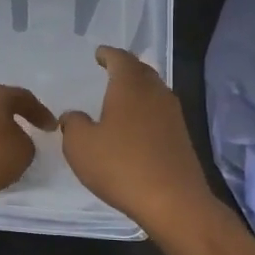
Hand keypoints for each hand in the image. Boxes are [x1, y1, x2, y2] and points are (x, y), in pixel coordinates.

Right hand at [59, 46, 213, 233]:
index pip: (120, 59)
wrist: (173, 200)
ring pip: (154, 91)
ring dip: (138, 90)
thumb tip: (73, 116)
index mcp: (130, 86)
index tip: (99, 54)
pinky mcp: (182, 137)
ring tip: (121, 97)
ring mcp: (173, 115)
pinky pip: (160, 113)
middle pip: (142, 71)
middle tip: (111, 70)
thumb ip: (73, 124)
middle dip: (126, 68)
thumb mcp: (81, 146)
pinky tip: (136, 126)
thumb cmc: (121, 166)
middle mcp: (155, 93)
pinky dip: (146, 111)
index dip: (108, 54)